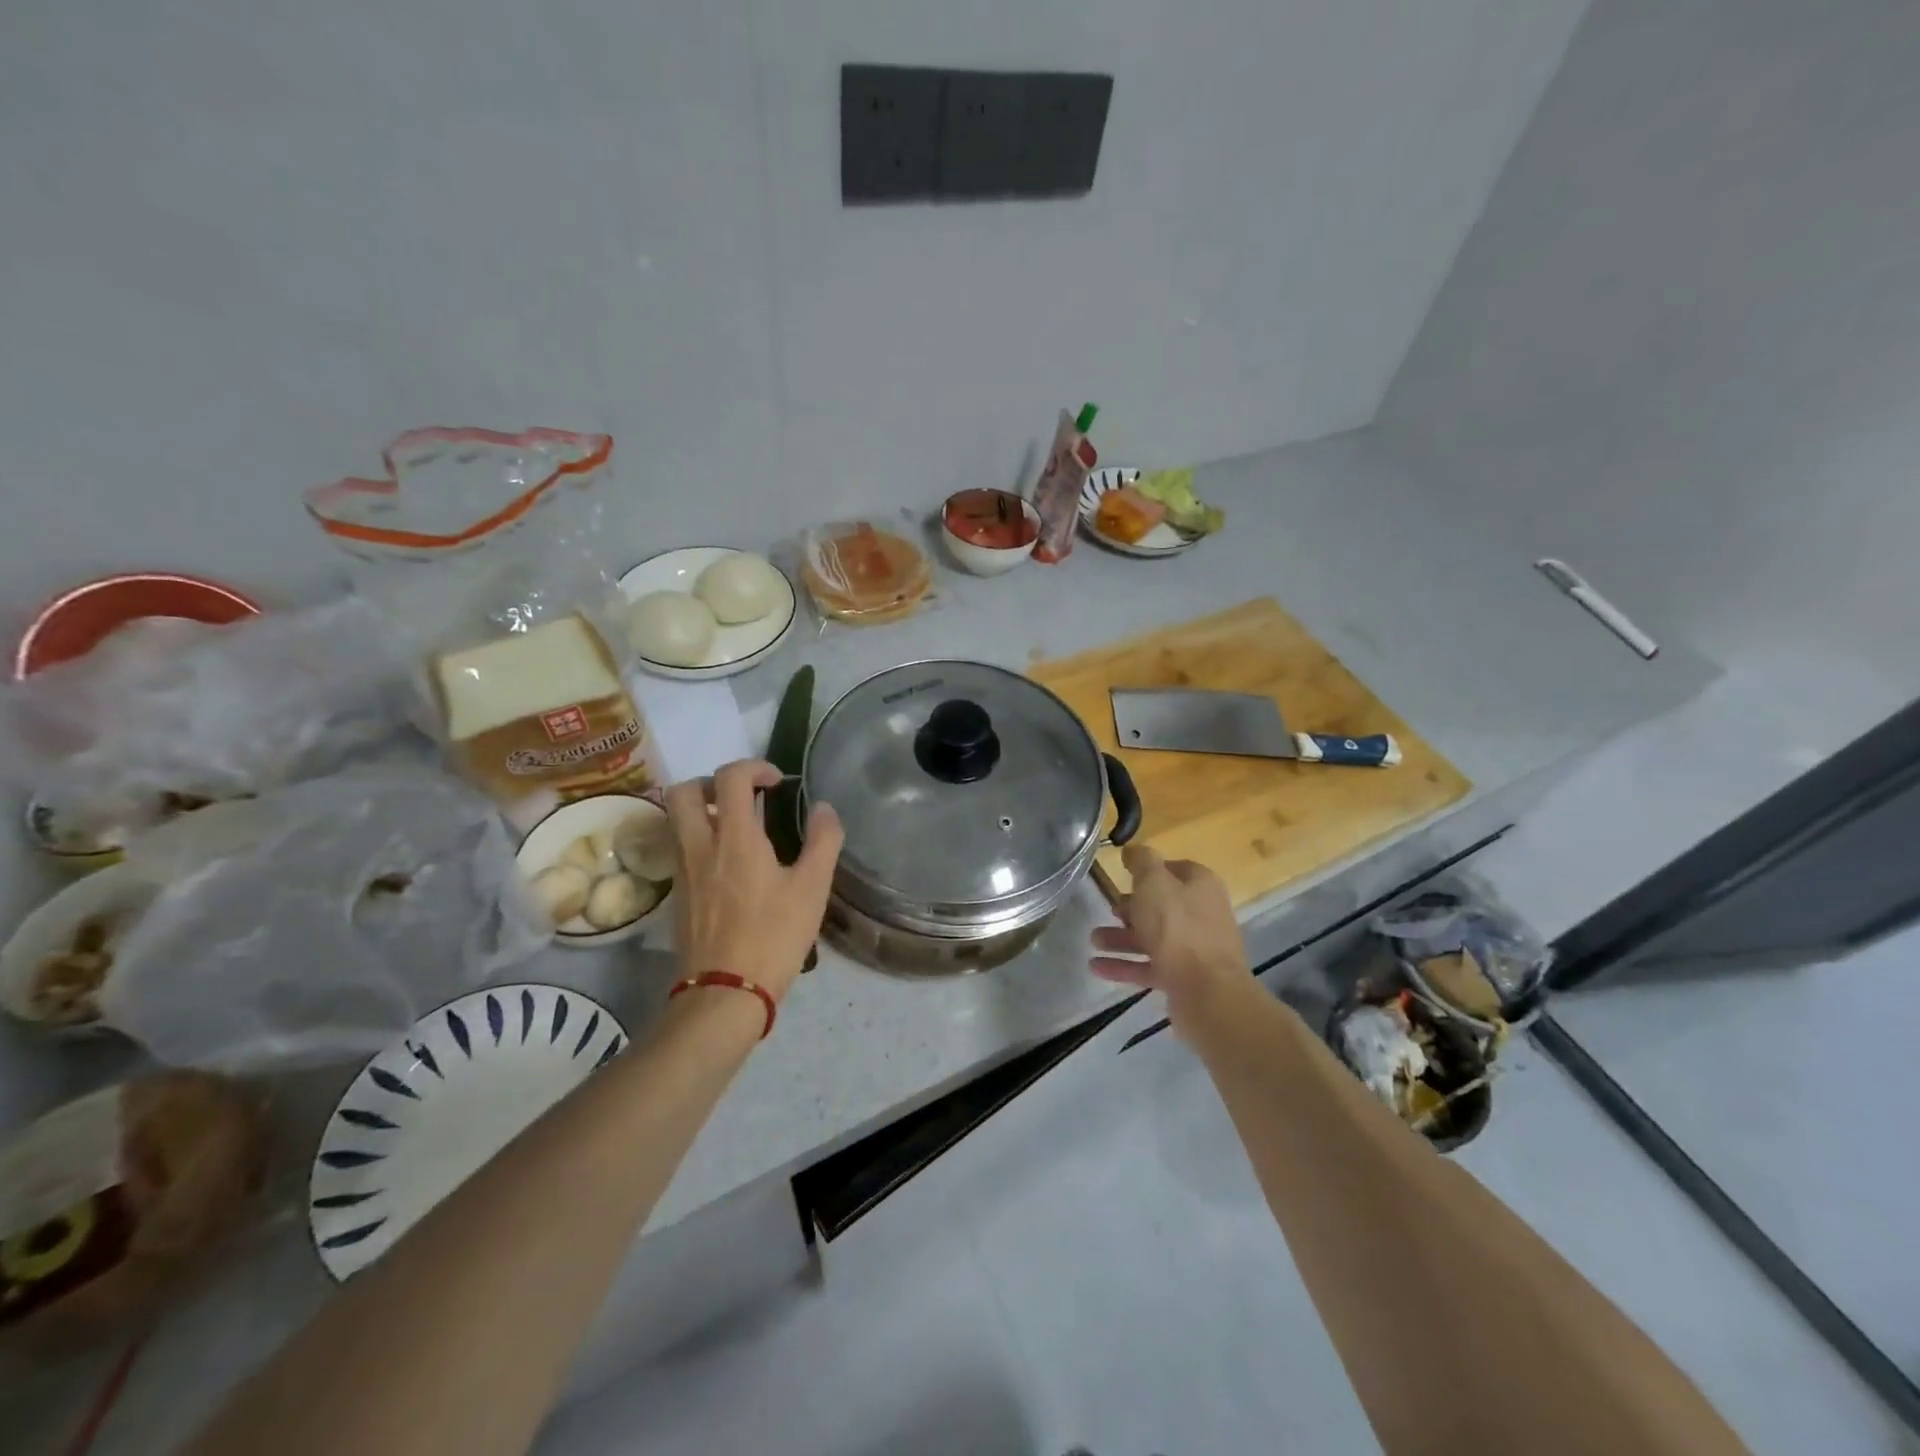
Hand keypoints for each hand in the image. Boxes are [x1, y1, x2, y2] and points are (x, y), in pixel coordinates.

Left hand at [665, 759, 843, 1005]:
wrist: (723, 994)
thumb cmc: (773, 937)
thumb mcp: (812, 889)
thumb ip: (823, 840)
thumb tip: (824, 808)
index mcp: (735, 838)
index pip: (730, 777)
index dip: (754, 767)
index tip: (776, 782)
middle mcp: (700, 846)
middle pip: (684, 791)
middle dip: (712, 782)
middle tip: (743, 797)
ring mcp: (683, 871)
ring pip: (676, 819)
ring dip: (703, 809)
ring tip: (738, 828)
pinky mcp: (677, 894)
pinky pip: (681, 847)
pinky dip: (700, 838)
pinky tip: (729, 864)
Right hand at [1089, 844, 1249, 1016]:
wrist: (1207, 992)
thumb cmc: (1178, 928)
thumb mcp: (1154, 883)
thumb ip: (1141, 862)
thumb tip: (1133, 850)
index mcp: (1200, 886)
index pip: (1174, 869)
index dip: (1149, 870)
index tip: (1123, 874)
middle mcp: (1201, 915)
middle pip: (1162, 905)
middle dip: (1131, 907)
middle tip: (1108, 909)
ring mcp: (1194, 949)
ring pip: (1152, 937)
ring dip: (1121, 937)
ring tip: (1093, 940)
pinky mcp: (1184, 978)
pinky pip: (1149, 966)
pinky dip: (1124, 965)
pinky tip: (1096, 967)